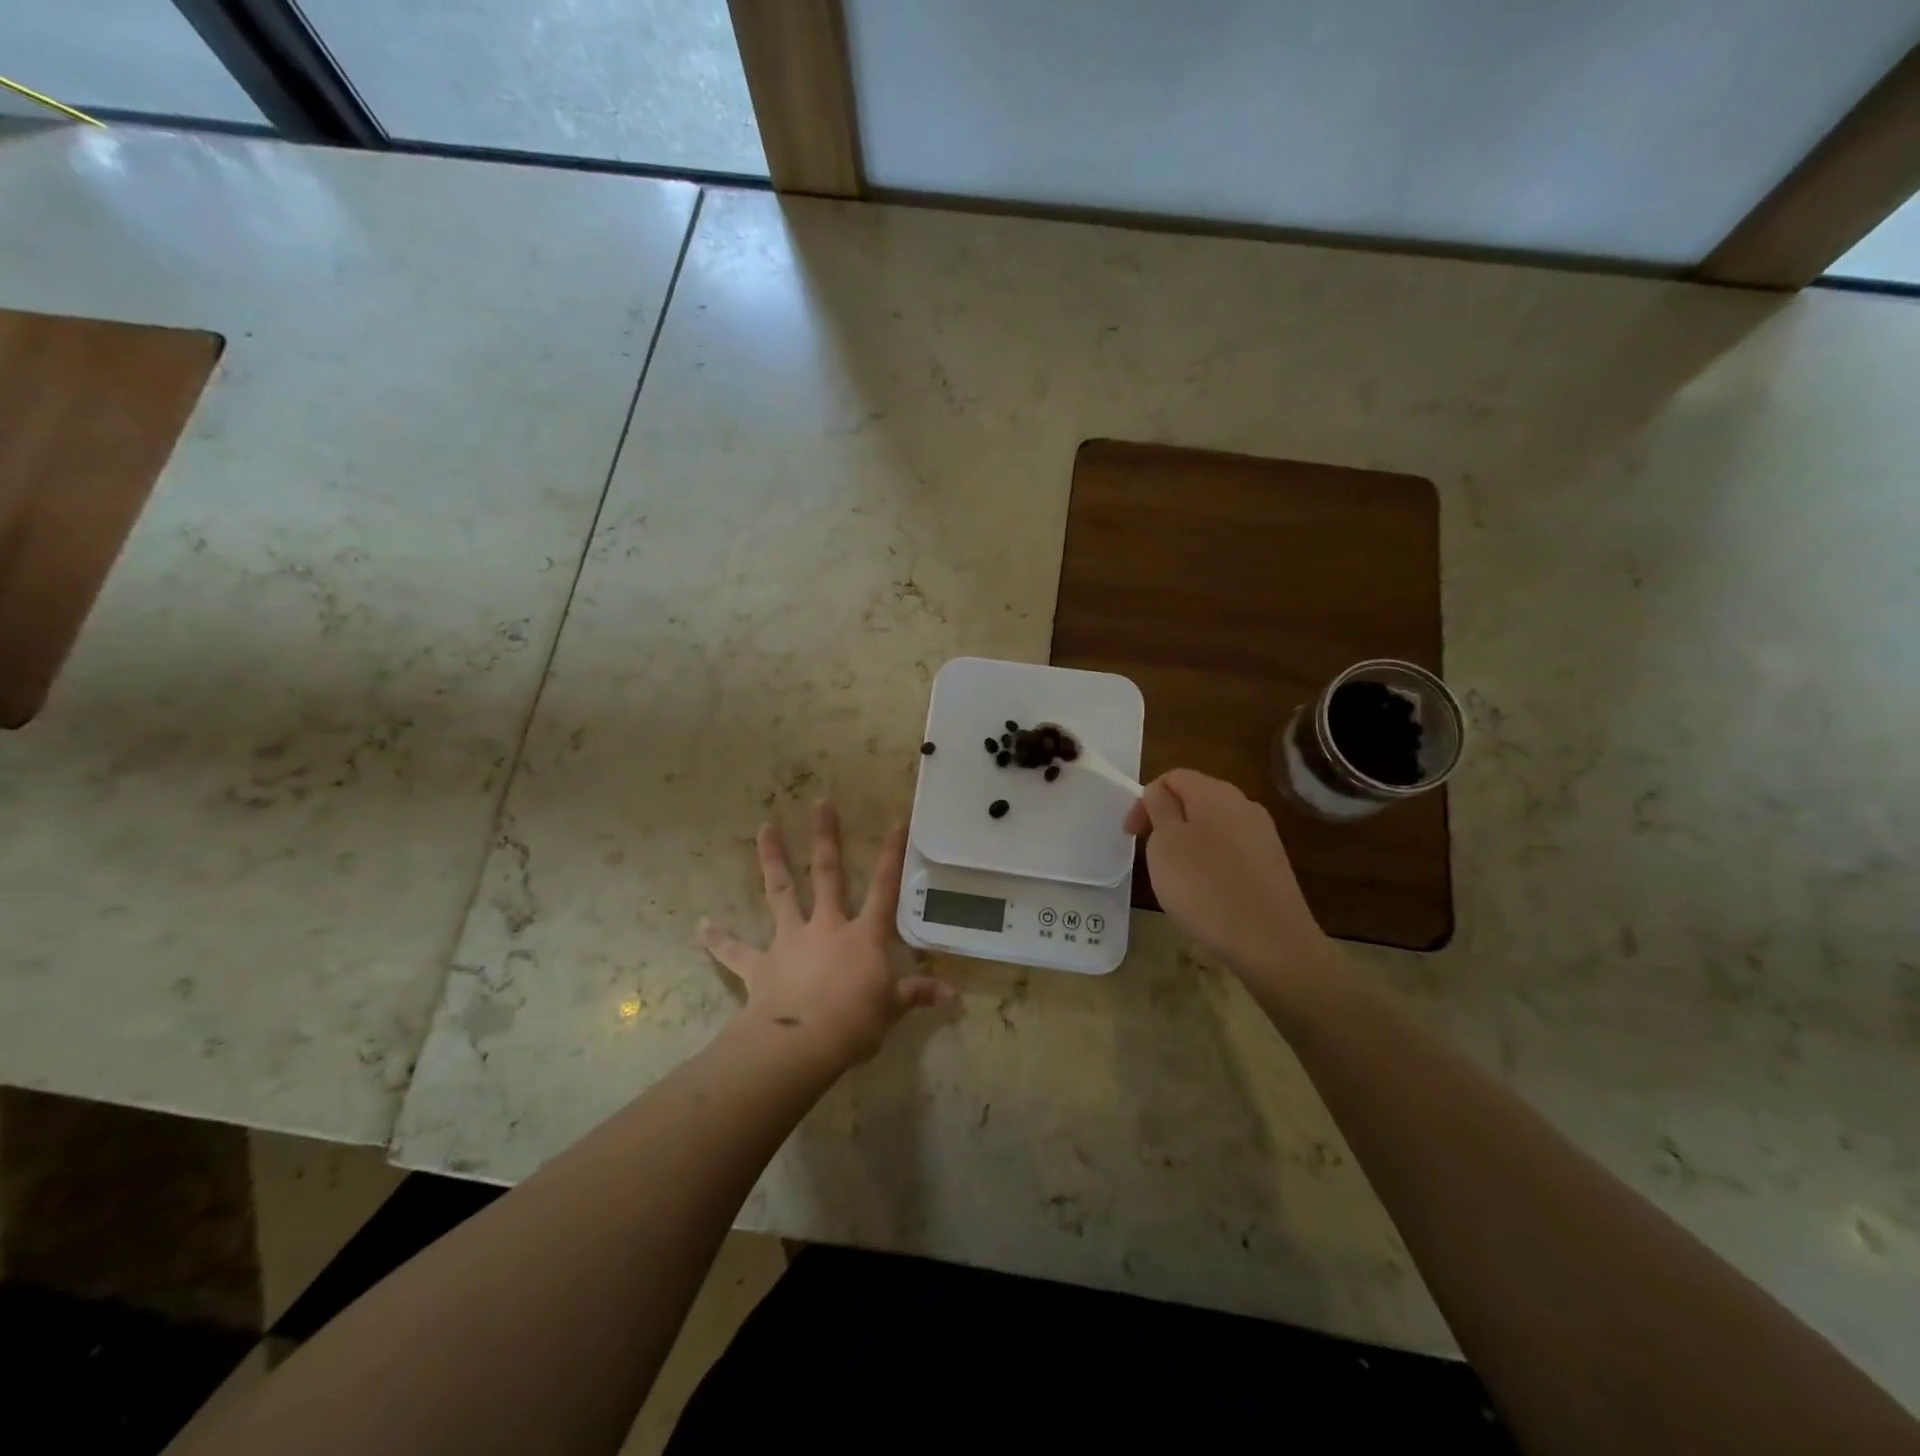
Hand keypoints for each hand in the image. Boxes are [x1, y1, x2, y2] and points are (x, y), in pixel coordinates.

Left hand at [699, 802, 951, 1067]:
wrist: (802, 1043)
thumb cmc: (855, 1023)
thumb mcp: (891, 1010)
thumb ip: (918, 996)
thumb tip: (955, 998)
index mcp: (862, 936)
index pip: (884, 888)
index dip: (892, 856)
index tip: (896, 821)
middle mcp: (826, 927)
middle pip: (827, 874)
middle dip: (825, 837)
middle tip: (820, 802)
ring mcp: (790, 941)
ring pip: (781, 892)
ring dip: (772, 859)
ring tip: (764, 827)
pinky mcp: (761, 965)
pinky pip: (736, 951)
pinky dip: (718, 940)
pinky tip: (701, 927)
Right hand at [1124, 769, 1335, 987]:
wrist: (1271, 941)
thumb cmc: (1205, 886)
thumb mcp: (1165, 843)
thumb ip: (1160, 809)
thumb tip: (1160, 793)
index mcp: (1215, 792)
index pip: (1173, 777)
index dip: (1145, 800)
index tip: (1132, 835)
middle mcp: (1244, 805)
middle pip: (1195, 800)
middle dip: (1167, 821)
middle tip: (1150, 855)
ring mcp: (1263, 836)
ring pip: (1214, 827)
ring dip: (1189, 844)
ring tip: (1177, 878)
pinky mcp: (1272, 866)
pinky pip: (1232, 853)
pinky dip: (1211, 864)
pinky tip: (1207, 894)